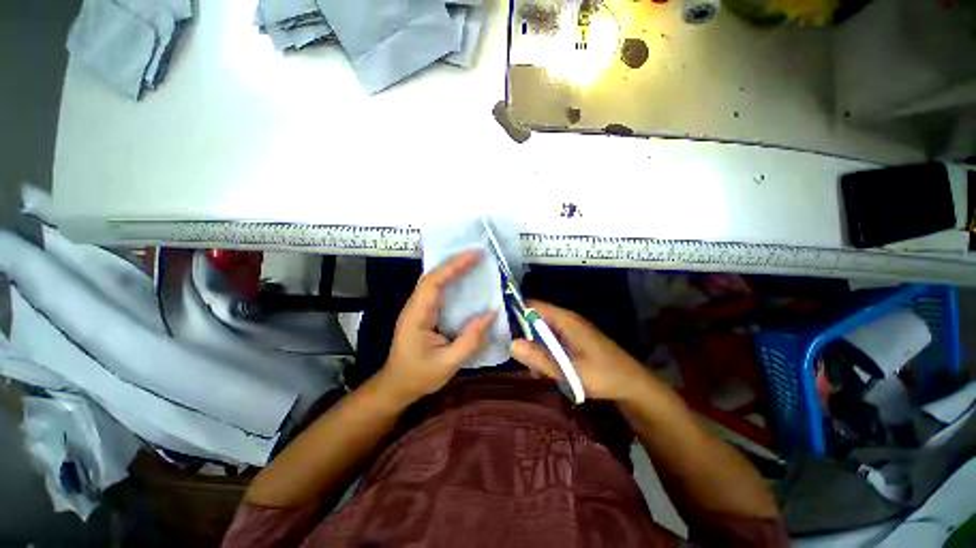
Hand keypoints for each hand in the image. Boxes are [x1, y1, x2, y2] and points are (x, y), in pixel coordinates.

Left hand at [377, 251, 495, 405]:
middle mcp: (414, 307)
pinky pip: (436, 291)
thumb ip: (471, 339)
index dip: (453, 266)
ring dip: (452, 269)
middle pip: (432, 277)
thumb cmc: (420, 376)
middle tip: (478, 255)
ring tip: (473, 262)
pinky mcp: (422, 313)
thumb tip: (492, 313)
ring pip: (433, 281)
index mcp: (417, 316)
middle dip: (454, 263)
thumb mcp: (448, 363)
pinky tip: (463, 280)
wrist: (396, 386)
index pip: (433, 283)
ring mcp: (417, 309)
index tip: (475, 255)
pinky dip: (450, 281)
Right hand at [512, 301, 648, 401]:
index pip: (534, 305)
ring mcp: (570, 330)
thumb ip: (539, 358)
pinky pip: (552, 341)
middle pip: (535, 319)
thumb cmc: (602, 375)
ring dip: (535, 349)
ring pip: (542, 333)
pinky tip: (548, 371)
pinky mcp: (573, 340)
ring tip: (536, 371)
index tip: (501, 327)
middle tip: (521, 359)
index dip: (516, 312)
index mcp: (565, 320)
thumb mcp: (569, 371)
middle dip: (525, 337)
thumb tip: (511, 344)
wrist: (632, 385)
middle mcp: (566, 320)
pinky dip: (546, 353)